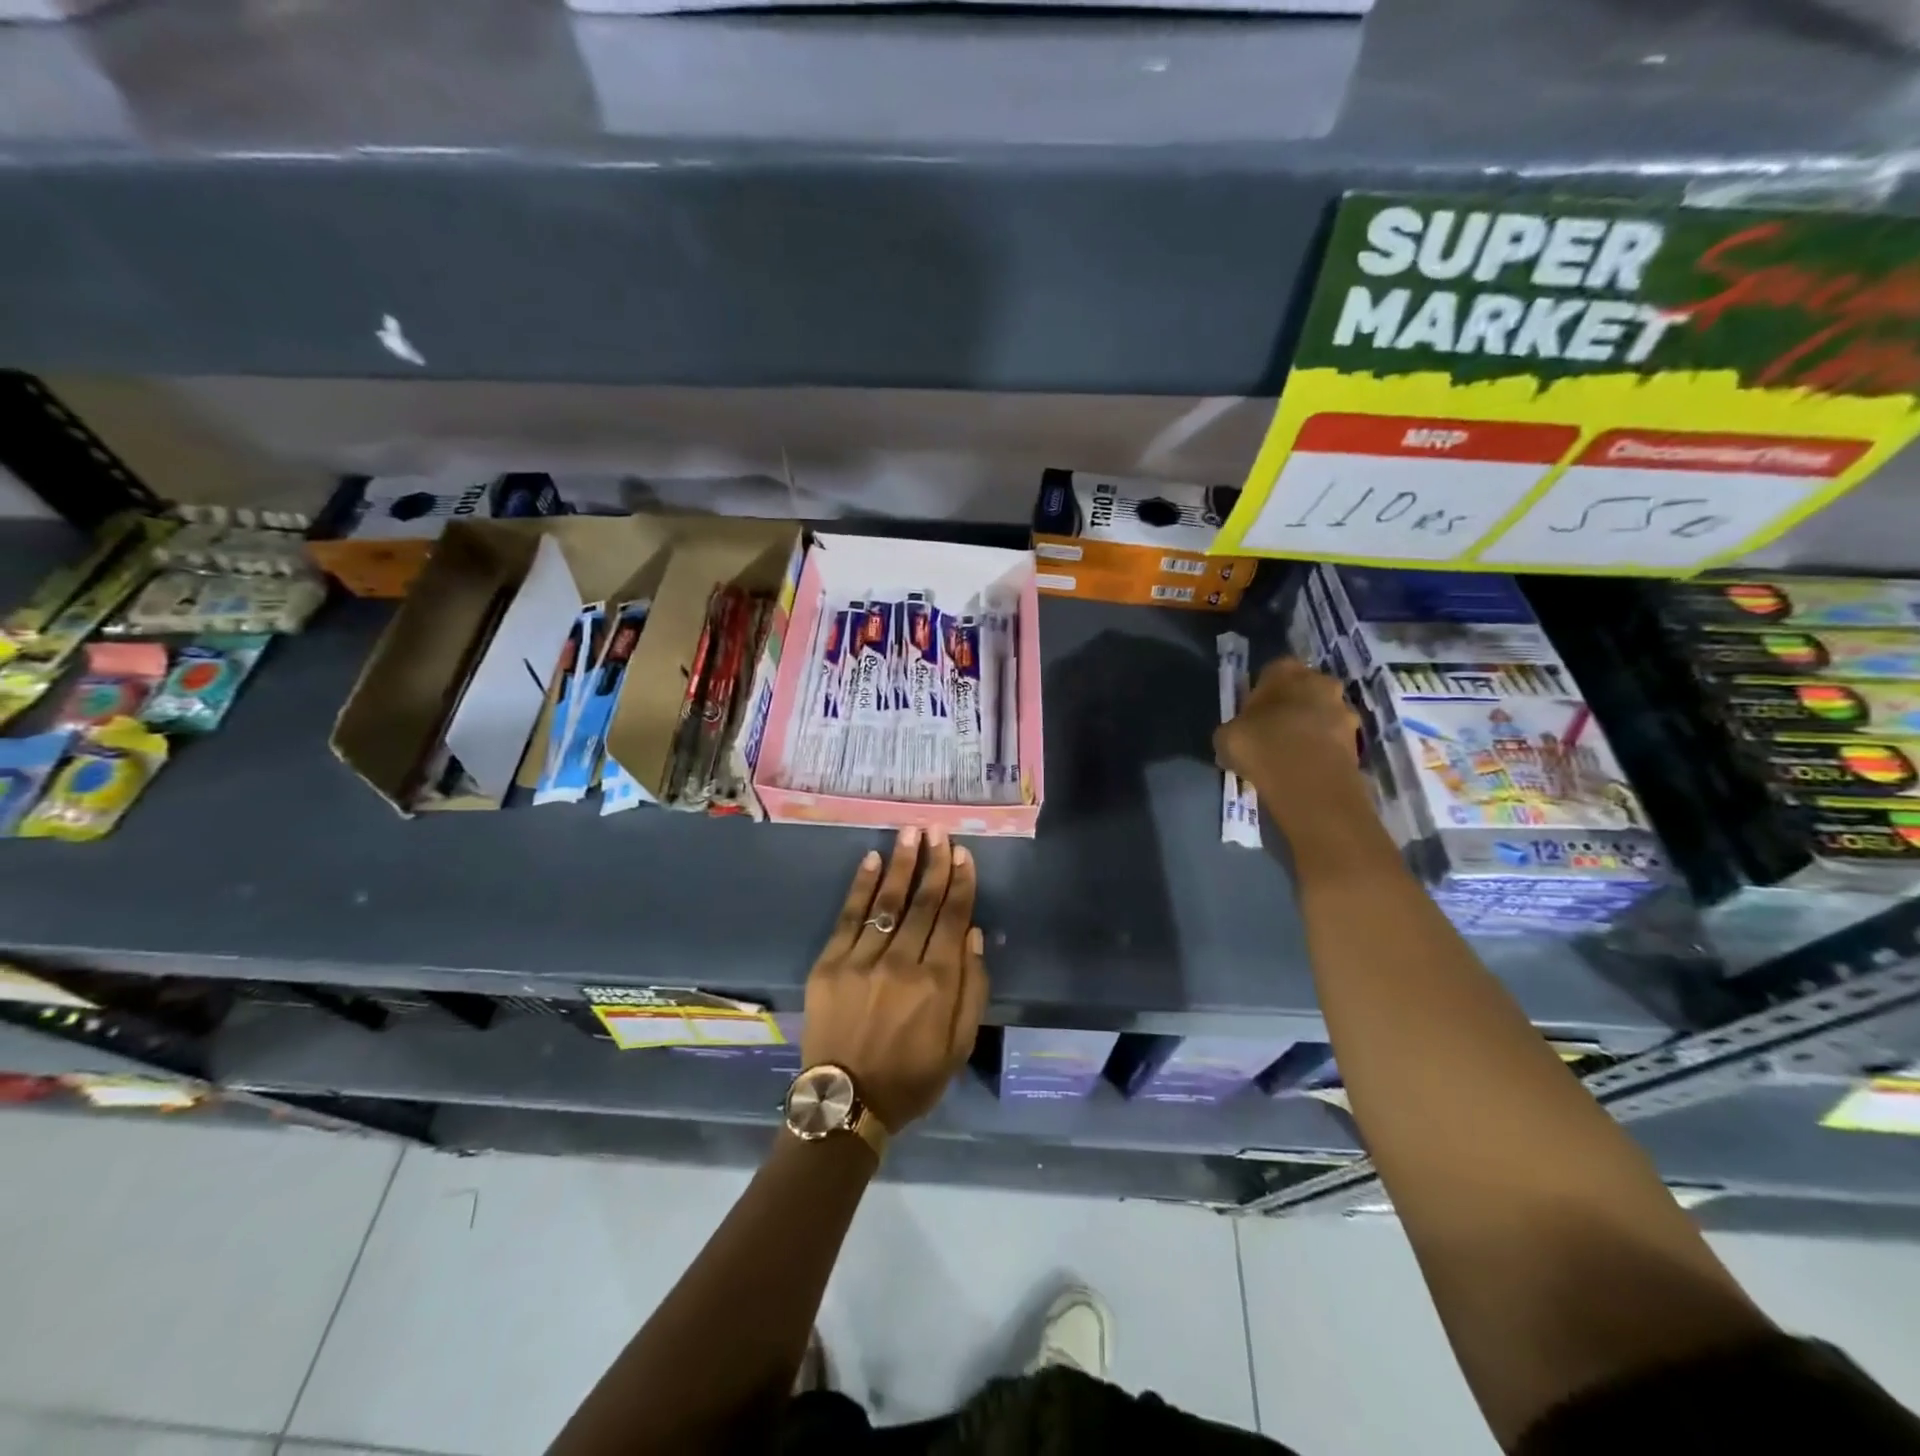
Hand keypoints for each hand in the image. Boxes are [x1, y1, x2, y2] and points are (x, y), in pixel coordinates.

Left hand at [801, 827, 988, 1131]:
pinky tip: (872, 860)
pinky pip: (848, 917)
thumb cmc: (911, 1078)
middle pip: (922, 903)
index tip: (963, 854)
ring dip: (901, 864)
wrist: (846, 1104)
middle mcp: (900, 963)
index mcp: (936, 983)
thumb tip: (972, 935)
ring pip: (887, 902)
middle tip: (939, 830)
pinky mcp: (829, 964)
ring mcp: (861, 960)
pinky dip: (861, 887)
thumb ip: (971, 989)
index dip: (960, 883)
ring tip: (911, 832)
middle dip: (933, 864)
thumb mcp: (958, 1044)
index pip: (951, 919)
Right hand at [1214, 657, 1364, 816]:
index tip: (1252, 715)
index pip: (1272, 672)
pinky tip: (1305, 771)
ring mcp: (1344, 710)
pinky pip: (1334, 741)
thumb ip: (1234, 729)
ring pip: (1323, 716)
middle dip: (1292, 708)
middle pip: (1304, 691)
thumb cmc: (1260, 745)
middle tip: (1273, 733)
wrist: (1308, 780)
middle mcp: (1320, 681)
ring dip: (1311, 730)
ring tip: (1291, 757)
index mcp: (1285, 670)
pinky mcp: (1357, 740)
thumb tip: (1236, 737)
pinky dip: (1322, 752)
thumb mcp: (1226, 737)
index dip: (1262, 693)